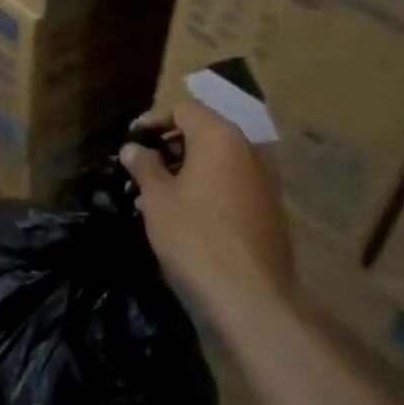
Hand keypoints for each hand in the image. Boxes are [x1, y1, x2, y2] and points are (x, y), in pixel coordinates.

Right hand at [120, 101, 298, 320]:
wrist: (251, 294)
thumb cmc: (195, 237)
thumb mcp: (157, 199)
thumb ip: (144, 166)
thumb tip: (133, 148)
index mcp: (220, 138)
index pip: (185, 110)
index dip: (155, 121)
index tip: (132, 141)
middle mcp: (249, 149)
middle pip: (204, 132)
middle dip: (170, 146)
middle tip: (141, 169)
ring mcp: (265, 179)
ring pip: (219, 160)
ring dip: (188, 169)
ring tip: (157, 195)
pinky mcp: (270, 207)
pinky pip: (233, 182)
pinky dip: (208, 186)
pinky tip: (185, 213)